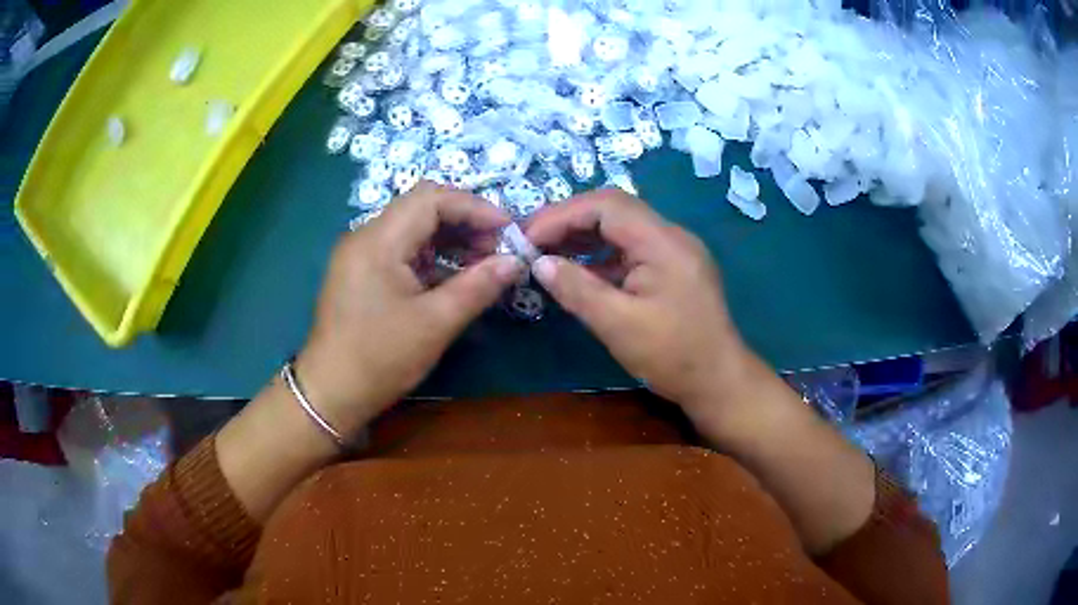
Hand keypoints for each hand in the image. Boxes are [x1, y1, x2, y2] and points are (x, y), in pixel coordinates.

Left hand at [296, 182, 522, 434]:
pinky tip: (454, 279)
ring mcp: (361, 255)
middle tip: (497, 247)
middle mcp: (366, 237)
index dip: (474, 207)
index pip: (431, 199)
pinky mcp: (362, 274)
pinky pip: (402, 251)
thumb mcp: (435, 323)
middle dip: (464, 221)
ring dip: (450, 239)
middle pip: (422, 208)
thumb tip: (516, 261)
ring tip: (483, 263)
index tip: (508, 229)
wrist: (330, 394)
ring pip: (413, 229)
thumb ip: (478, 286)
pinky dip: (432, 258)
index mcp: (378, 240)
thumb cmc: (380, 358)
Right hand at [526, 189, 751, 422]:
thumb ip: (577, 289)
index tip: (527, 237)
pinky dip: (601, 256)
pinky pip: (631, 250)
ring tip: (547, 253)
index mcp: (663, 242)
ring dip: (583, 237)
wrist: (719, 382)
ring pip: (621, 228)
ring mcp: (674, 252)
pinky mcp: (672, 269)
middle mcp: (671, 236)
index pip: (606, 206)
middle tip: (532, 241)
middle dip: (569, 221)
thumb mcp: (618, 325)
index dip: (562, 215)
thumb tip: (539, 263)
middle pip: (613, 210)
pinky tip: (577, 272)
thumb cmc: (673, 356)